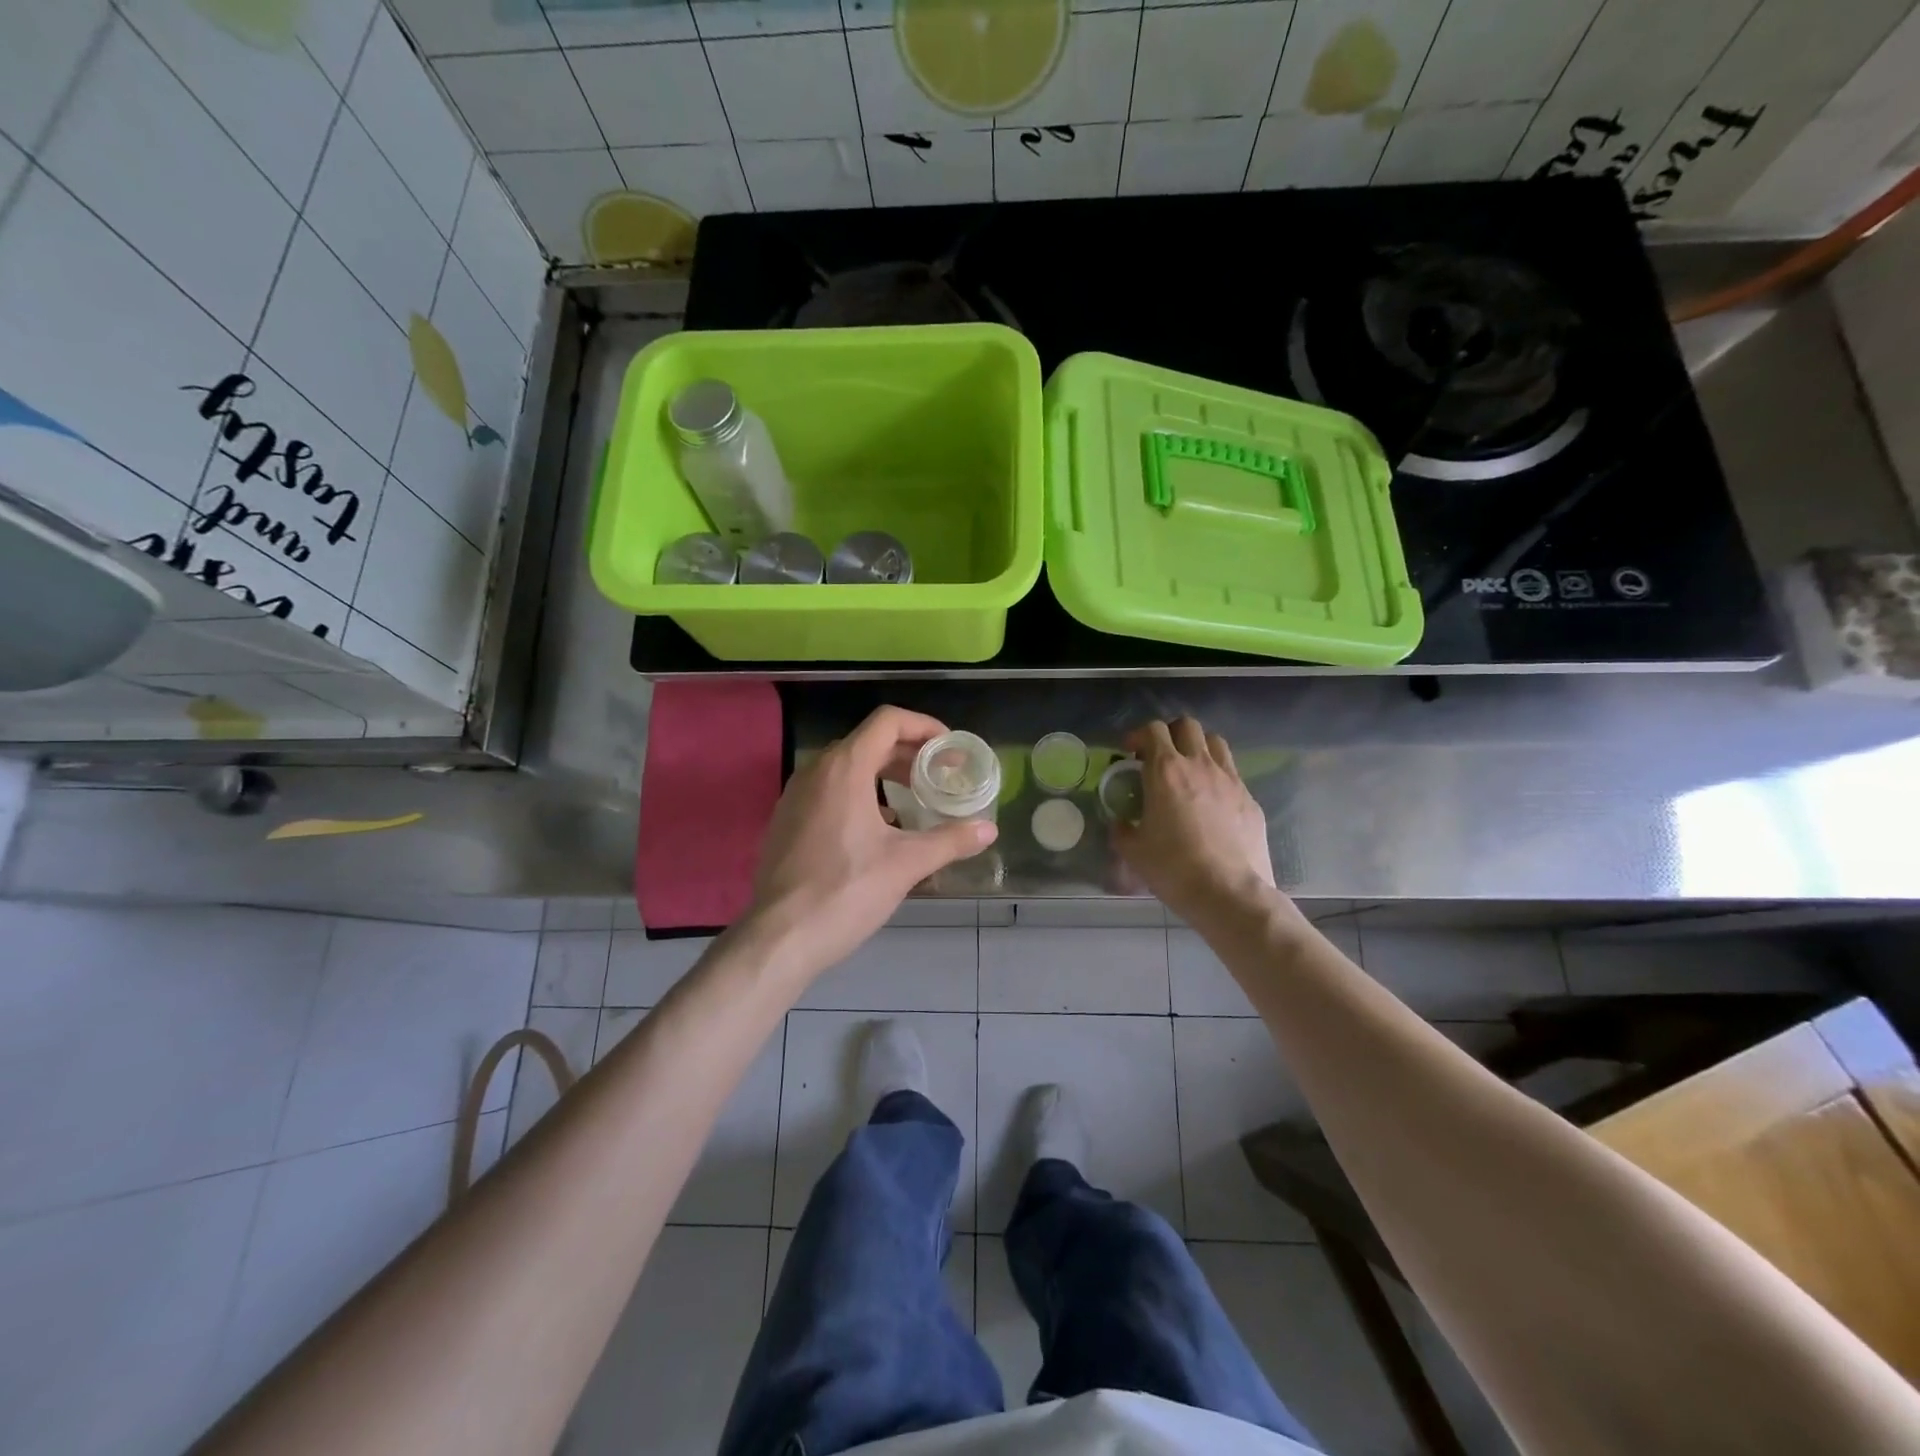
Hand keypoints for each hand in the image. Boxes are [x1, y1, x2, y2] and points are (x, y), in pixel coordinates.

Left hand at [746, 705, 996, 980]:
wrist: (780, 936)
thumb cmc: (846, 891)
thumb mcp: (906, 864)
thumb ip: (950, 840)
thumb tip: (989, 830)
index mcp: (844, 767)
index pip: (888, 721)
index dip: (924, 726)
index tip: (949, 750)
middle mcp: (816, 770)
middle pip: (868, 742)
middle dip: (908, 754)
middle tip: (939, 776)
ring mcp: (795, 795)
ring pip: (846, 767)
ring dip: (883, 775)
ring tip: (914, 801)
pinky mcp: (786, 820)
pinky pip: (829, 790)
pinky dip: (859, 794)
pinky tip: (879, 830)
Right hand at [1113, 717, 1280, 924]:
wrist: (1228, 893)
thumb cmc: (1173, 868)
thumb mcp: (1133, 851)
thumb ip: (1122, 829)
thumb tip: (1120, 823)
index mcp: (1166, 772)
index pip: (1153, 730)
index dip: (1138, 735)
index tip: (1130, 752)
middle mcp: (1200, 766)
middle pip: (1187, 726)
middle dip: (1171, 734)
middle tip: (1160, 757)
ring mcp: (1230, 780)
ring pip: (1215, 743)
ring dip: (1198, 749)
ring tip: (1189, 772)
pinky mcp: (1250, 799)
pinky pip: (1232, 775)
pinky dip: (1218, 778)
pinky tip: (1212, 804)